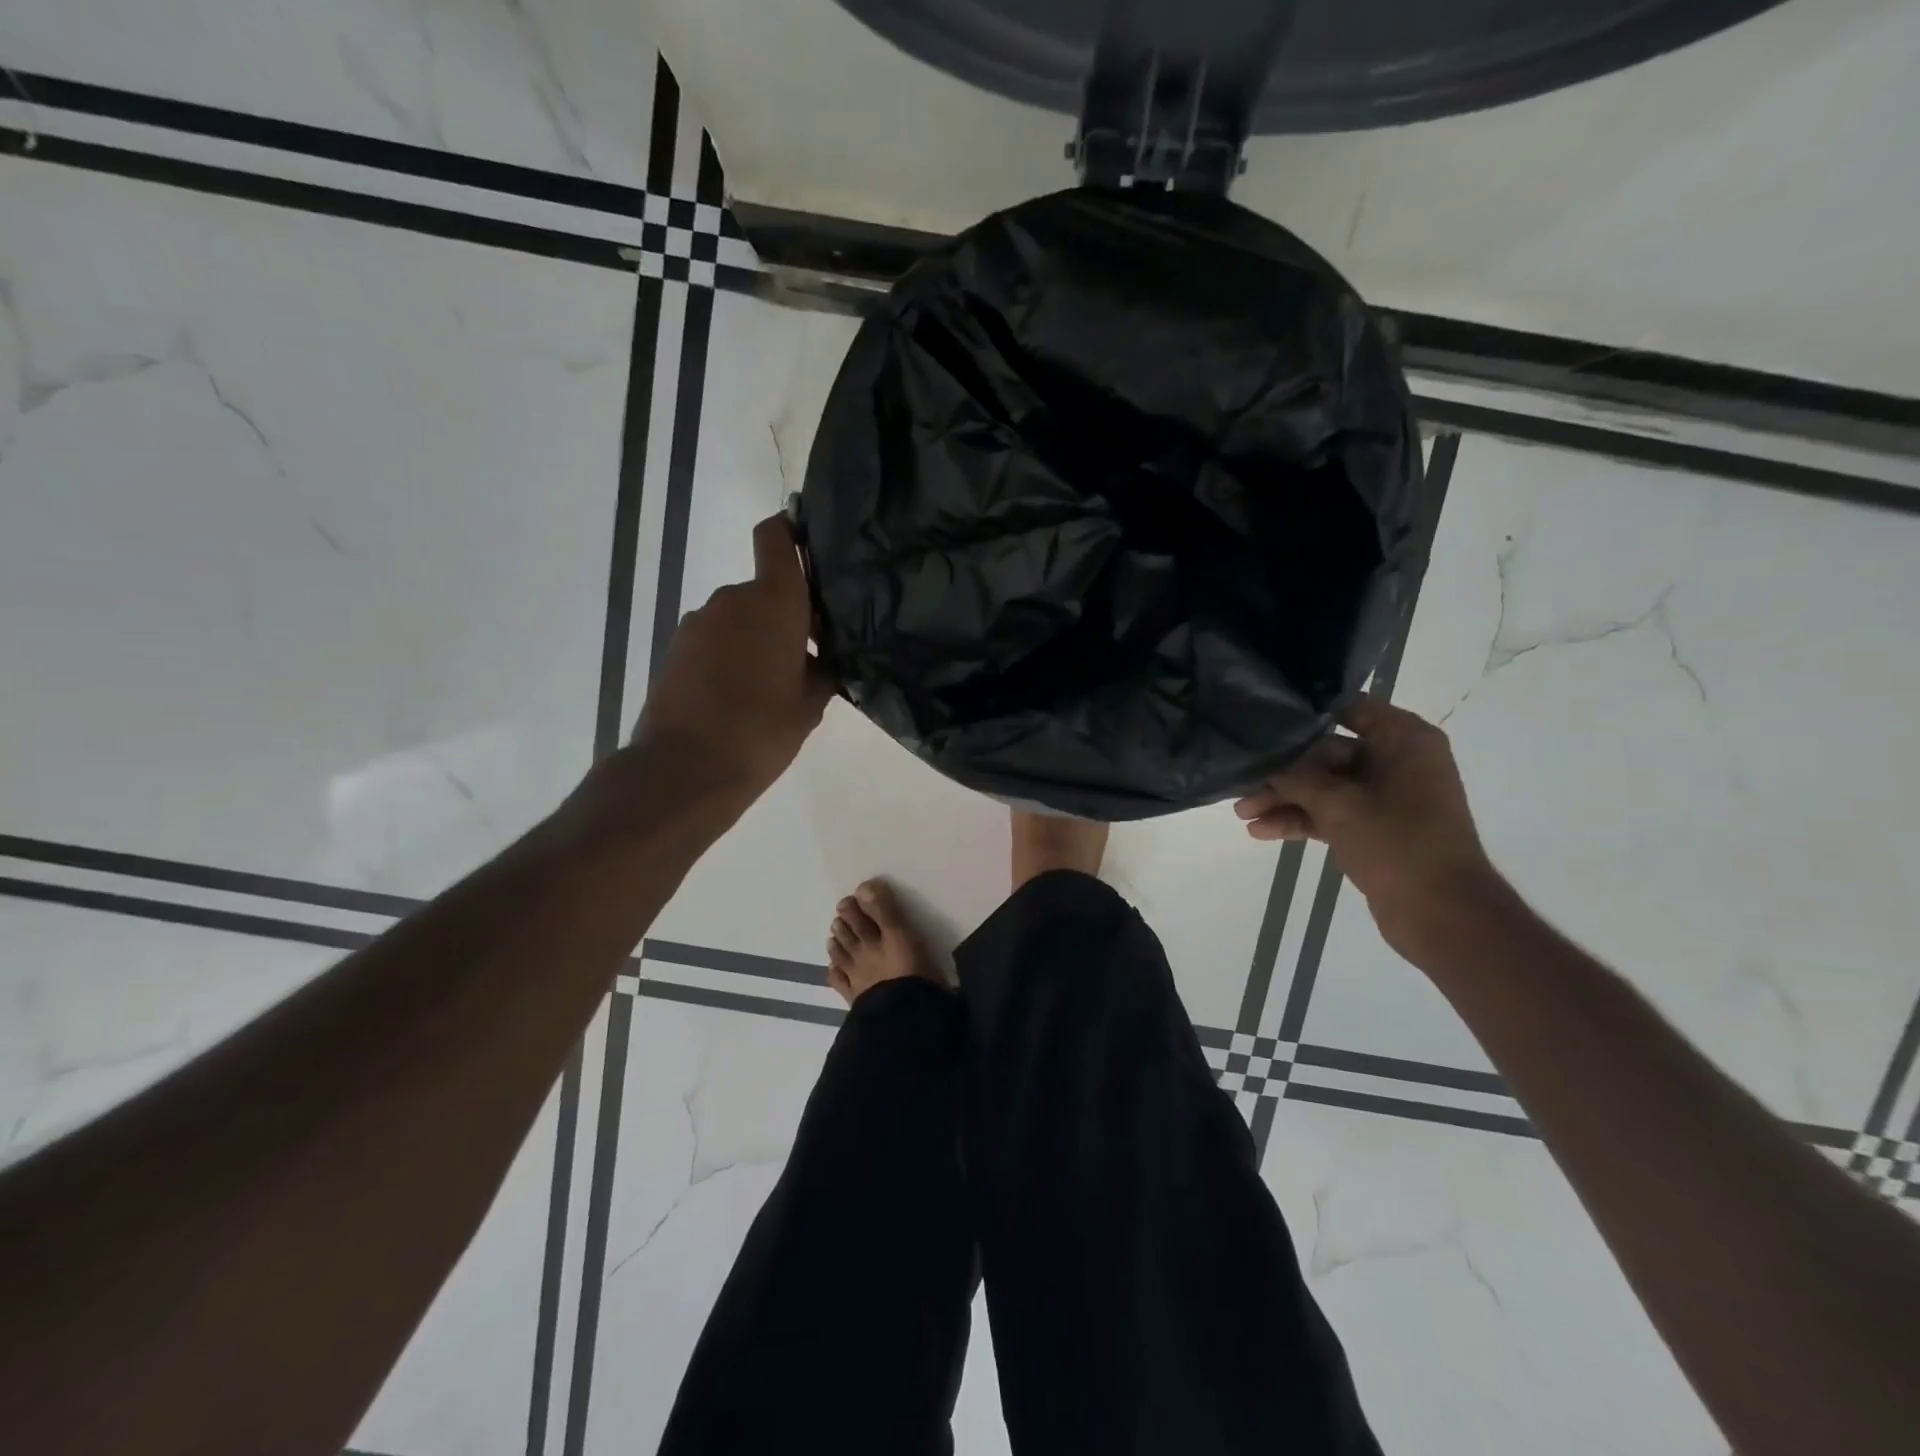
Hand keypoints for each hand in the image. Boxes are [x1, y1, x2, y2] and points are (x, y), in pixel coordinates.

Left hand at [630, 514, 836, 809]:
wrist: (685, 768)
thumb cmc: (761, 730)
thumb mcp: (810, 705)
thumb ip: (822, 672)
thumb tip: (823, 661)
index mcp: (773, 601)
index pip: (777, 537)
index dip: (792, 530)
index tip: (810, 544)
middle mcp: (732, 599)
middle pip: (764, 589)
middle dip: (786, 615)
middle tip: (808, 656)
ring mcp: (698, 622)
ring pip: (740, 618)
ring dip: (757, 639)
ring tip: (772, 686)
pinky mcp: (676, 649)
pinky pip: (716, 640)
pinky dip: (731, 656)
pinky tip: (741, 697)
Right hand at [1234, 696, 1504, 956]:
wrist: (1443, 914)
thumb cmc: (1398, 844)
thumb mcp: (1339, 805)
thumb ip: (1296, 777)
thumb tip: (1263, 761)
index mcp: (1403, 740)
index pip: (1347, 707)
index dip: (1304, 713)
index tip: (1263, 720)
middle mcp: (1396, 760)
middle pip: (1327, 753)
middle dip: (1284, 772)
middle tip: (1241, 783)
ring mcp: (1385, 796)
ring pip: (1324, 787)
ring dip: (1285, 799)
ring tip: (1242, 814)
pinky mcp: (1374, 827)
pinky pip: (1331, 813)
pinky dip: (1300, 820)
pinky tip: (1261, 831)